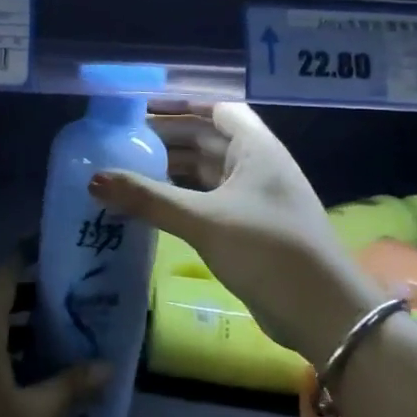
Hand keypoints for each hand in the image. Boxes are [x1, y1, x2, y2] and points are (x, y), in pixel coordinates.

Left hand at [0, 260, 108, 416]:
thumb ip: (68, 388)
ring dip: (20, 327)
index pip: (5, 272)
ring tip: (61, 335)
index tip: (59, 249)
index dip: (30, 256)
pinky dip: (2, 348)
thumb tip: (108, 367)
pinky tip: (28, 372)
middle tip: (76, 300)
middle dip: (36, 296)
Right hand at [89, 102, 388, 361]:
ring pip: (207, 171)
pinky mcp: (249, 227)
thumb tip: (94, 179)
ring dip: (172, 169)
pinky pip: (208, 200)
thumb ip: (149, 199)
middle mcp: (257, 165)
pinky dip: (181, 197)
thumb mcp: (204, 220)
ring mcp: (255, 198)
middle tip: (122, 141)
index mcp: (256, 148)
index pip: (216, 109)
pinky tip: (152, 205)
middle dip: (168, 137)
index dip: (181, 104)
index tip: (140, 109)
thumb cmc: (268, 249)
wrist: (322, 312)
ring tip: (128, 169)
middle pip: (208, 138)